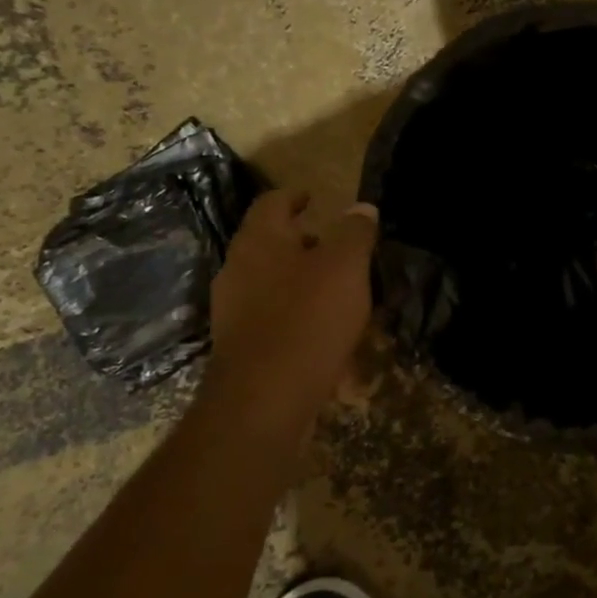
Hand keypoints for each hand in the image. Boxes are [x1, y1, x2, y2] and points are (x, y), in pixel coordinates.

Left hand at [203, 190, 378, 445]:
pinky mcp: (242, 350)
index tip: (313, 197)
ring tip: (344, 296)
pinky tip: (332, 341)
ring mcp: (235, 313)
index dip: (295, 196)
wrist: (264, 401)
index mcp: (260, 241)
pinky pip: (277, 324)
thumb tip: (362, 208)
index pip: (272, 203)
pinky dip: (302, 323)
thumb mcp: (345, 266)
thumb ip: (355, 232)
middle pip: (272, 245)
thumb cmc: (308, 318)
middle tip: (340, 249)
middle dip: (306, 245)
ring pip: (275, 286)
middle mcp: (238, 271)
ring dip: (306, 285)